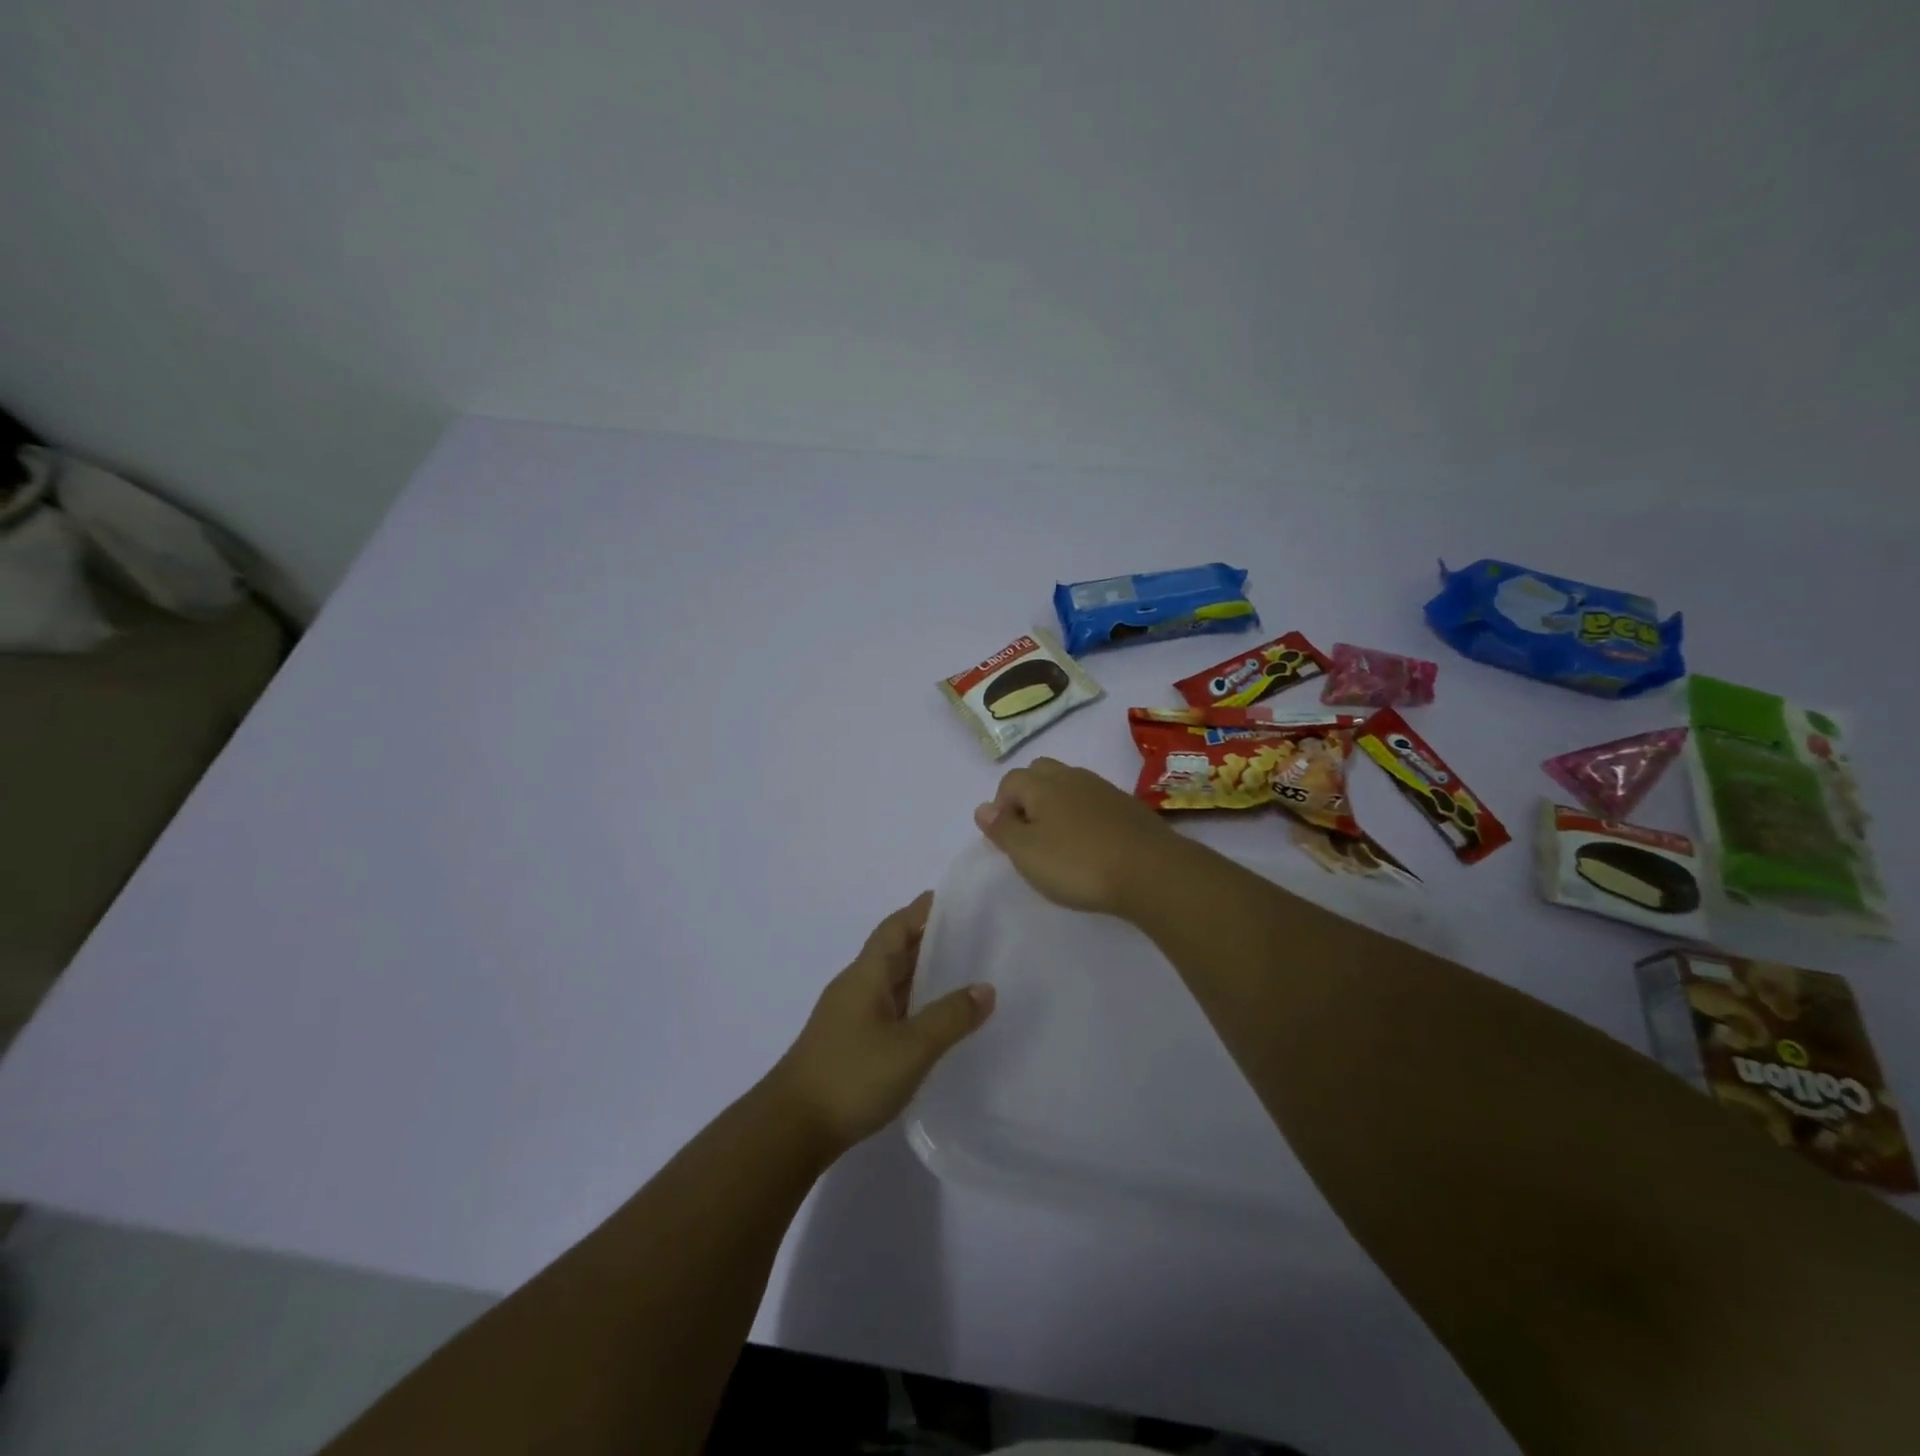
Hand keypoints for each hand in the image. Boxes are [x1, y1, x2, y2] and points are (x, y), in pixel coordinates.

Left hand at [770, 892, 994, 1154]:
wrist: (790, 1129)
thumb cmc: (851, 1076)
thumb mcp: (911, 1047)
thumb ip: (950, 1017)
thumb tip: (986, 988)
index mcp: (865, 975)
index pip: (895, 928)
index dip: (920, 911)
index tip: (952, 898)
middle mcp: (855, 987)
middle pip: (893, 952)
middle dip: (927, 939)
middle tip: (970, 934)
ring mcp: (849, 1017)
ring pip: (890, 982)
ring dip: (920, 973)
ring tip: (960, 973)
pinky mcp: (849, 1044)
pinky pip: (887, 1009)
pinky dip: (912, 1004)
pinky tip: (932, 1021)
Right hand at [973, 757, 1185, 914]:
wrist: (1151, 871)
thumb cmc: (1078, 864)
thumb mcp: (1027, 853)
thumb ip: (1002, 829)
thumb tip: (982, 808)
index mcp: (1042, 784)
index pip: (1010, 780)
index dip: (1002, 806)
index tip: (1007, 839)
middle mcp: (1072, 777)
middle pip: (1041, 772)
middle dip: (1028, 795)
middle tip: (1031, 833)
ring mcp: (1104, 789)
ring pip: (1070, 784)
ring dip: (1058, 804)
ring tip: (1060, 841)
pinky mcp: (1129, 807)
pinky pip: (1095, 801)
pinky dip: (1085, 815)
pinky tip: (1091, 844)